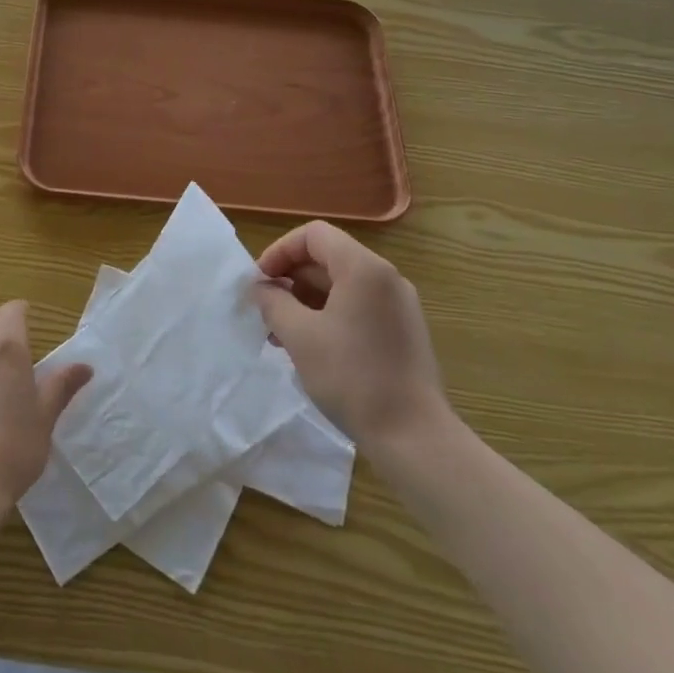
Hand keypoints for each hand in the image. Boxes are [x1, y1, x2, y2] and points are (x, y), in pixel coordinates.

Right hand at [254, 221, 451, 450]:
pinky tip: (311, 347)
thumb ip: (274, 302)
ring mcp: (399, 305)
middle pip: (328, 258)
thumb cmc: (352, 378)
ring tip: (281, 334)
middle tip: (265, 311)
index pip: (313, 235)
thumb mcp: (300, 336)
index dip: (279, 252)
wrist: (414, 437)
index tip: (259, 284)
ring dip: (306, 300)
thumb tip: (262, 287)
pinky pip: (358, 306)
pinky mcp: (403, 330)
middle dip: (290, 279)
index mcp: (364, 268)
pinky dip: (328, 315)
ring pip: (341, 285)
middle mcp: (386, 278)